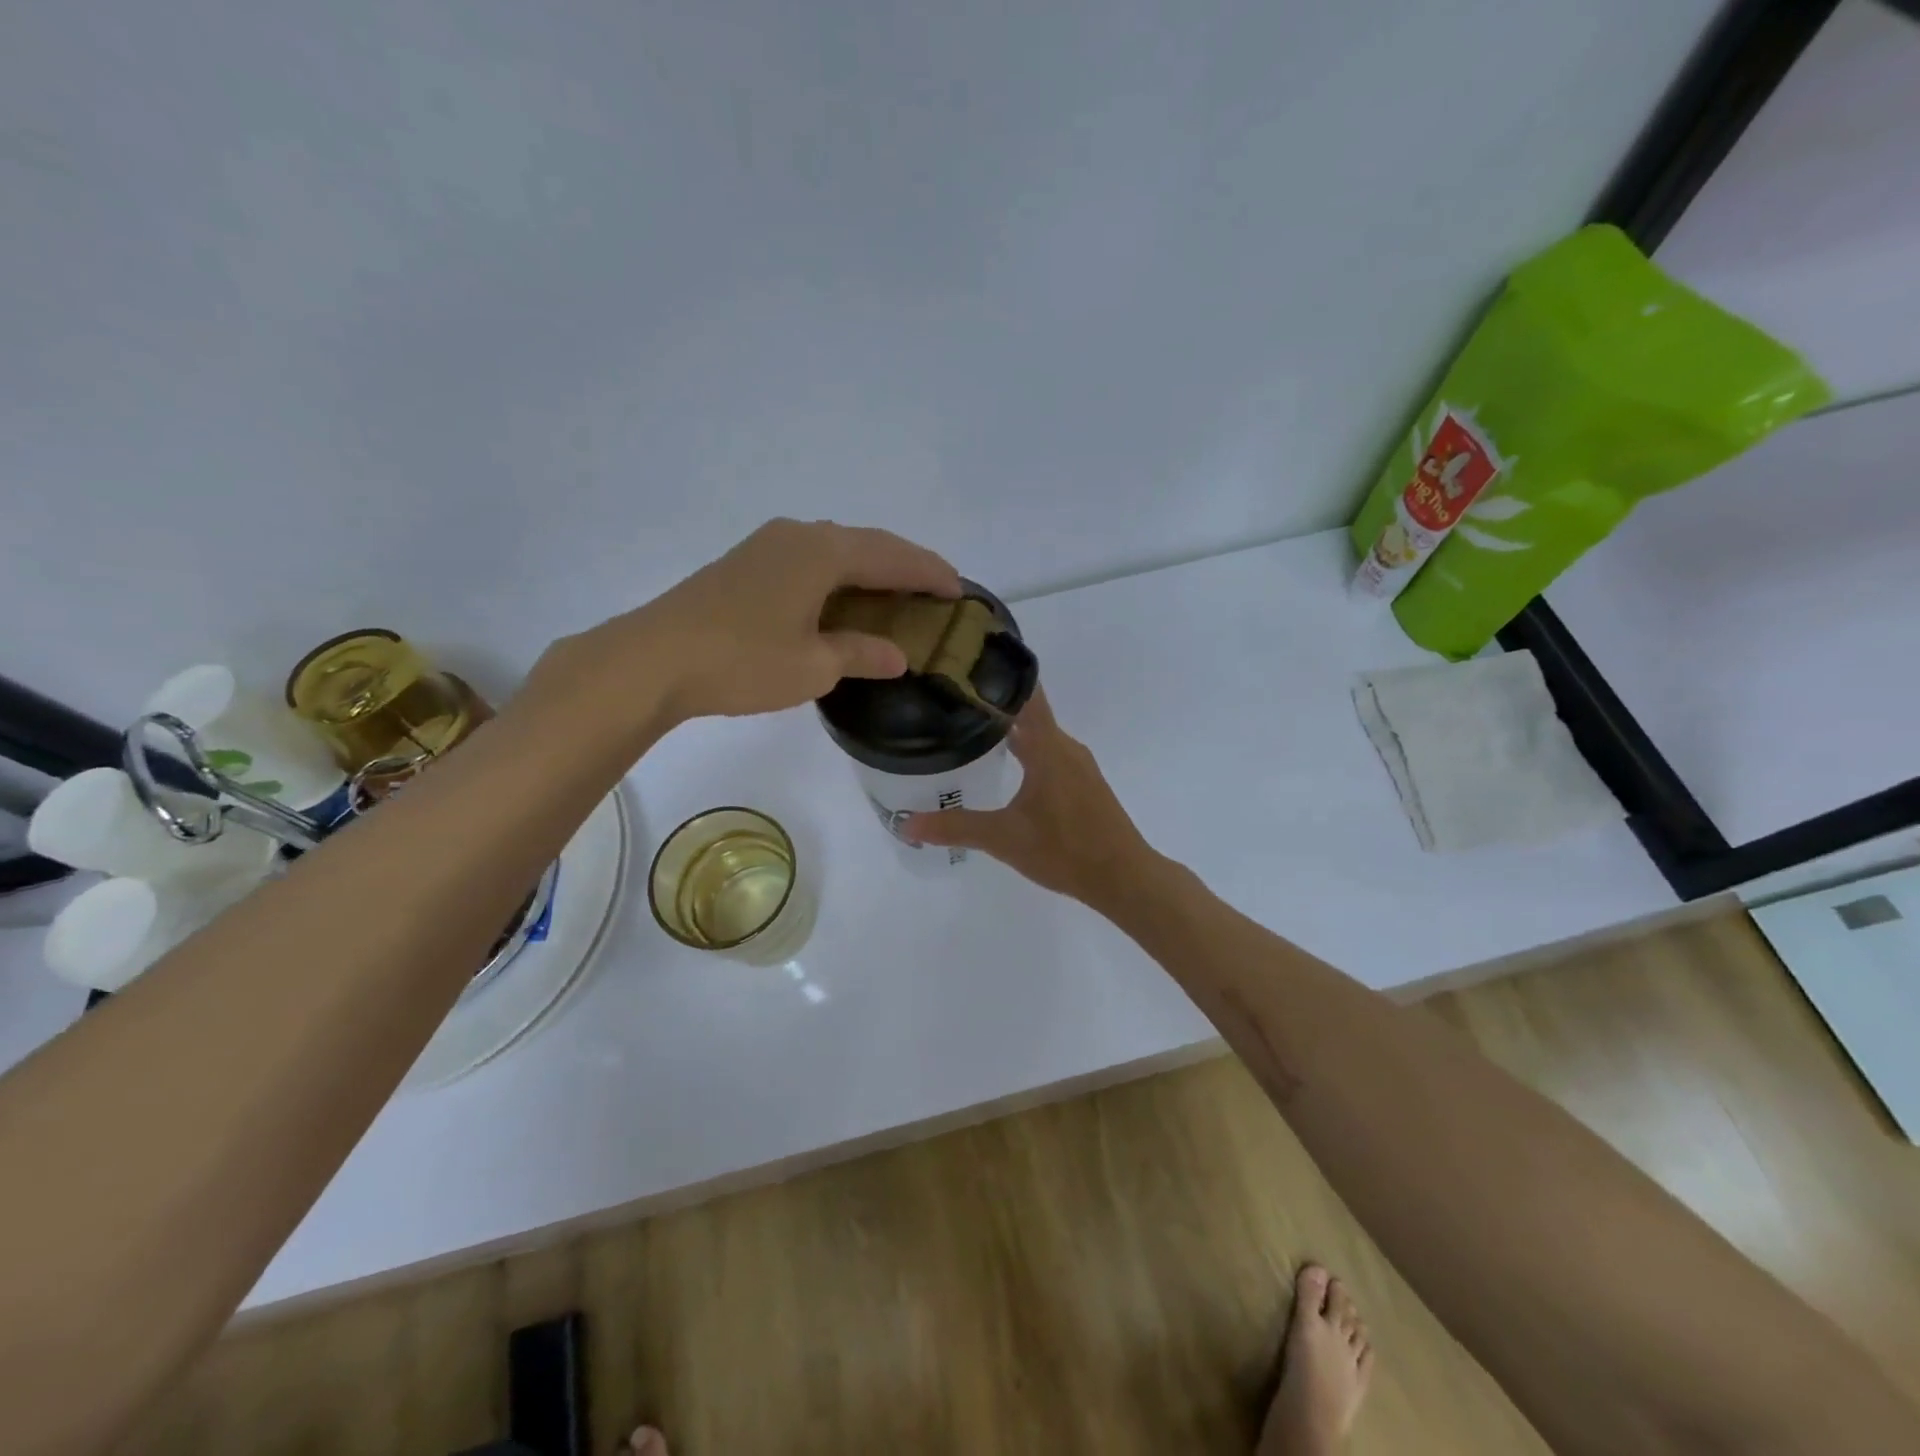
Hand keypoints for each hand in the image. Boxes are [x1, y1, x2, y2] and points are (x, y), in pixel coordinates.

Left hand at [537, 518, 960, 729]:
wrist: (653, 659)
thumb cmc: (742, 660)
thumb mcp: (813, 666)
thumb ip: (861, 654)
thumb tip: (896, 655)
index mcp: (823, 552)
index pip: (893, 556)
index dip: (929, 572)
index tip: (959, 590)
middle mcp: (799, 536)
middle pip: (866, 544)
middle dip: (904, 565)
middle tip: (934, 590)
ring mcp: (767, 546)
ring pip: (836, 549)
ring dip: (870, 569)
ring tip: (895, 594)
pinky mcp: (746, 563)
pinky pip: (810, 561)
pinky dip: (839, 576)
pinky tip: (841, 599)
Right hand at [905, 688, 1154, 906]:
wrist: (1123, 877)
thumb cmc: (1065, 850)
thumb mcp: (1004, 839)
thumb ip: (956, 827)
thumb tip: (907, 824)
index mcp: (1048, 748)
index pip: (1026, 695)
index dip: (1000, 675)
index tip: (969, 661)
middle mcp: (1066, 748)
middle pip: (1029, 713)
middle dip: (994, 704)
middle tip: (954, 699)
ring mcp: (1078, 766)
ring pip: (1040, 736)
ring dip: (1010, 729)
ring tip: (971, 729)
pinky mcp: (1084, 784)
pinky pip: (1050, 754)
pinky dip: (1027, 750)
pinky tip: (1007, 767)